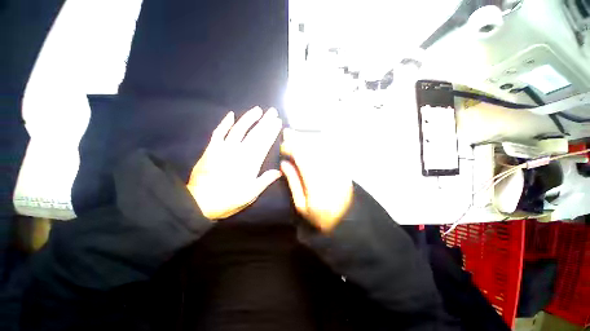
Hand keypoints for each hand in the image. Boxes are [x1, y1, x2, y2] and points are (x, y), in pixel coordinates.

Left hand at [187, 107, 282, 219]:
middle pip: (255, 134)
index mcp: (250, 163)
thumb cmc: (228, 199)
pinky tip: (231, 115)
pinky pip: (219, 133)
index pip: (264, 143)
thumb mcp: (251, 194)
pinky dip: (224, 123)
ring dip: (249, 119)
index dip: (271, 132)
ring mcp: (224, 148)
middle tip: (273, 111)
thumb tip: (279, 171)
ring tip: (258, 110)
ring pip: (239, 129)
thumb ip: (265, 180)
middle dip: (265, 122)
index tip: (278, 122)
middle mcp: (239, 152)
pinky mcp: (211, 149)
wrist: (200, 202)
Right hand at [280, 129, 352, 232]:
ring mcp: (338, 169)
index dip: (291, 149)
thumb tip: (283, 164)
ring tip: (297, 133)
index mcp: (316, 185)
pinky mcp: (343, 168)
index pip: (302, 159)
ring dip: (308, 138)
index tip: (282, 147)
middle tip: (288, 132)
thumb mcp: (301, 205)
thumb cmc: (320, 216)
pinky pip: (332, 150)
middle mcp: (328, 173)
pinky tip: (313, 139)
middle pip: (312, 149)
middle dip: (298, 139)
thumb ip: (293, 182)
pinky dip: (321, 143)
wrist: (346, 220)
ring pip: (322, 147)